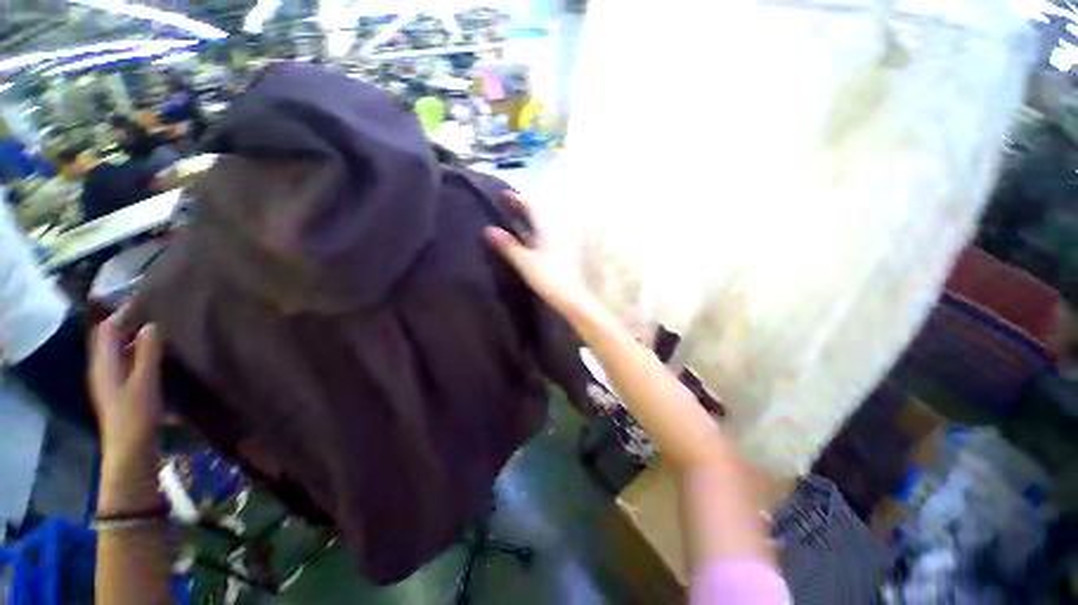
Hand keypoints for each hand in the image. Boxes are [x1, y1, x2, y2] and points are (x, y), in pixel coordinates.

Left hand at [89, 311, 164, 458]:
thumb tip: (152, 325)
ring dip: (133, 349)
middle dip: (130, 330)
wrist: (130, 464)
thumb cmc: (135, 419)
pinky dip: (133, 367)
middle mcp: (100, 368)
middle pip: (112, 339)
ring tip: (154, 349)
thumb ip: (149, 349)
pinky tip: (148, 375)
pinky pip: (122, 374)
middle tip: (153, 326)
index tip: (148, 308)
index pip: (111, 324)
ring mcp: (106, 387)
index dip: (128, 312)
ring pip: (117, 357)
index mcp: (103, 358)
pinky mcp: (114, 403)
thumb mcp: (145, 381)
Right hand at [485, 191, 591, 317]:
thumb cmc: (550, 279)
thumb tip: (488, 229)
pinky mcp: (572, 248)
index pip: (529, 204)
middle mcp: (559, 225)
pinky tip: (534, 235)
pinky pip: (554, 230)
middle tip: (508, 205)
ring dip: (534, 216)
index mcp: (547, 225)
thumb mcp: (525, 263)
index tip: (501, 194)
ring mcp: (568, 236)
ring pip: (548, 219)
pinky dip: (542, 228)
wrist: (578, 299)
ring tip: (519, 218)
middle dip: (524, 206)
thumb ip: (507, 245)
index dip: (515, 198)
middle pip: (540, 209)